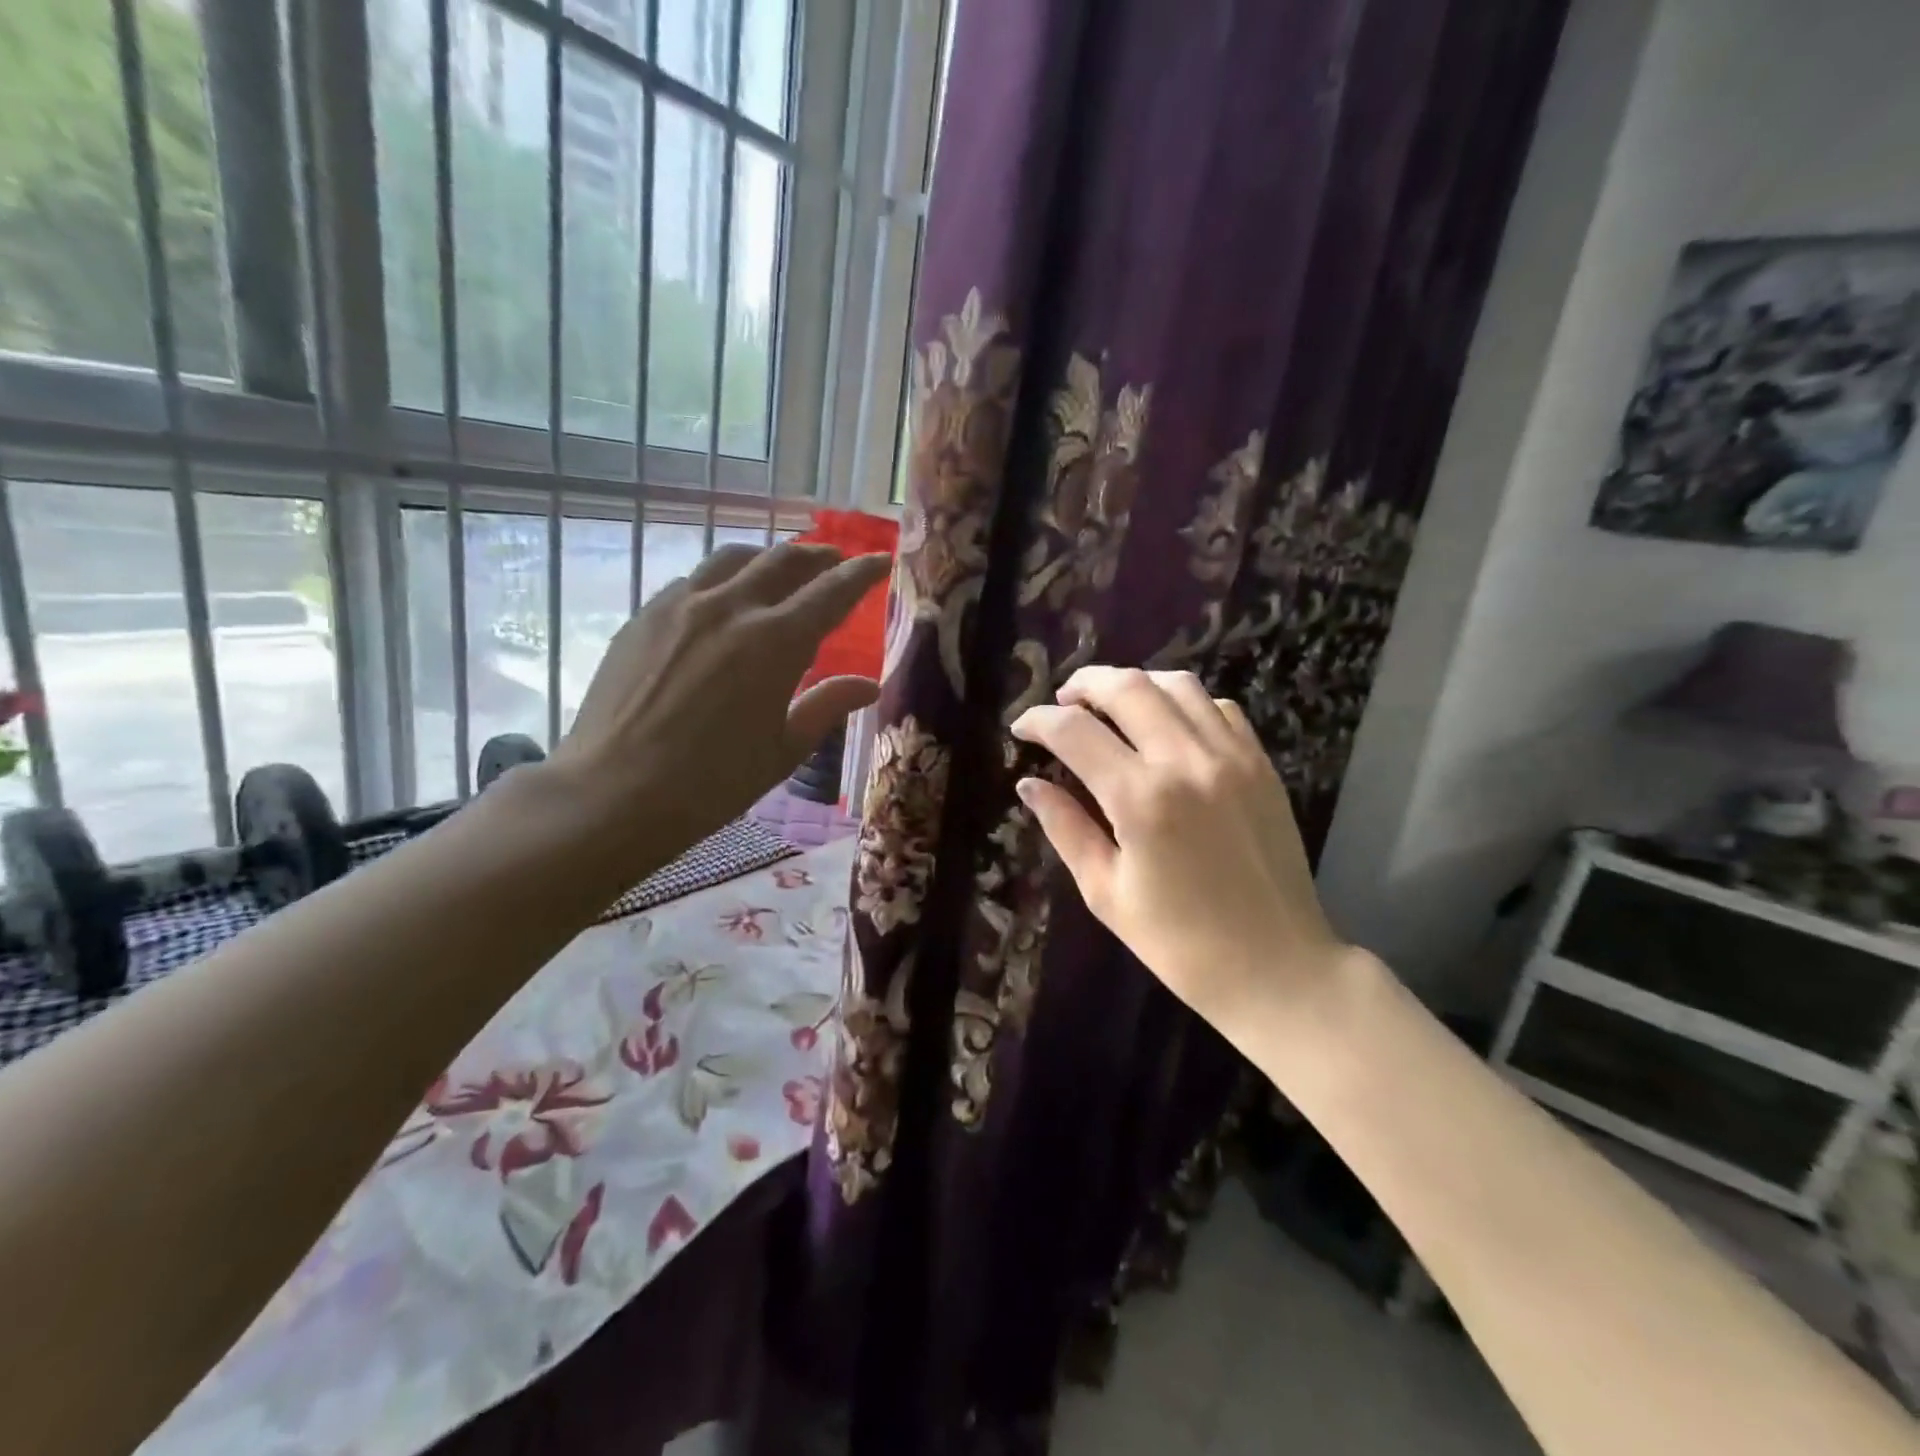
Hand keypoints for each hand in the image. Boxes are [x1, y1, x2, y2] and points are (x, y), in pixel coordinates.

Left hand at [551, 542, 889, 861]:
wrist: (614, 793)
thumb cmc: (713, 782)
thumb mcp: (784, 749)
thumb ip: (827, 706)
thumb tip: (868, 685)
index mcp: (776, 642)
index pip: (831, 592)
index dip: (861, 573)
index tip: (881, 560)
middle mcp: (731, 608)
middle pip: (783, 561)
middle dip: (817, 556)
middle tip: (834, 560)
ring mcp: (681, 606)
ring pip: (732, 559)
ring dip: (766, 558)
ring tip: (777, 570)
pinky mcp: (644, 617)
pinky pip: (692, 581)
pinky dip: (721, 580)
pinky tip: (719, 601)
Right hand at [1010, 666, 1346, 1035]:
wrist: (1278, 968)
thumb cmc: (1179, 944)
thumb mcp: (1106, 892)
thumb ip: (1065, 828)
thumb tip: (1028, 785)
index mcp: (1141, 799)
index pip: (1075, 732)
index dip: (1038, 721)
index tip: (1021, 728)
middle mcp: (1187, 761)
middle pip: (1126, 687)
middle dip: (1083, 684)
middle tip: (1061, 702)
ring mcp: (1232, 757)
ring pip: (1177, 685)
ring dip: (1134, 684)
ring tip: (1110, 705)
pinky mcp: (1261, 765)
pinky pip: (1219, 708)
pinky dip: (1184, 703)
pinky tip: (1168, 726)